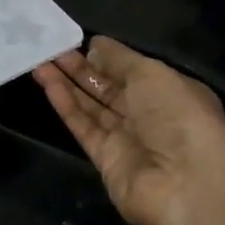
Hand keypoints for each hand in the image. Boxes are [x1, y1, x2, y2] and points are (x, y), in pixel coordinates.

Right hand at [34, 36, 224, 224]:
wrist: (185, 184)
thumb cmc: (178, 116)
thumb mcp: (152, 73)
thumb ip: (119, 58)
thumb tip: (95, 46)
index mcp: (170, 92)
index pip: (132, 70)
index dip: (106, 56)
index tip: (77, 40)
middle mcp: (149, 115)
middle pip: (108, 87)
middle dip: (80, 67)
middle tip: (50, 47)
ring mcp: (126, 139)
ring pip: (91, 106)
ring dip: (66, 82)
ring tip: (39, 60)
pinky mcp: (105, 159)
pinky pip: (82, 126)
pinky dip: (65, 104)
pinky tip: (46, 82)